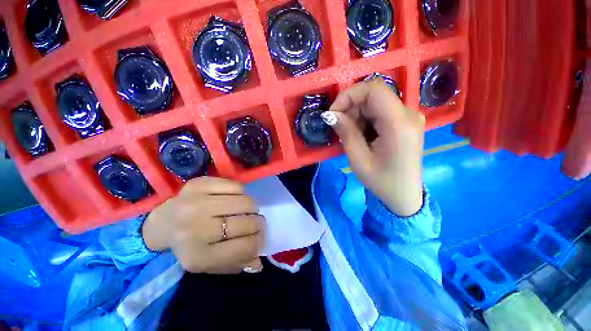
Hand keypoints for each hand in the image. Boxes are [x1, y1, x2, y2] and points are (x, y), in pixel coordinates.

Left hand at [142, 177, 263, 273]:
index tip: (261, 236)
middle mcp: (196, 228)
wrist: (163, 223)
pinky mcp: (199, 184)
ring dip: (252, 207)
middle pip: (247, 223)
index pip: (245, 246)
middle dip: (258, 223)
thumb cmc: (190, 245)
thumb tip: (259, 264)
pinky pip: (236, 186)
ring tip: (247, 210)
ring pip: (245, 202)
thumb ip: (236, 263)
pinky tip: (235, 199)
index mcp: (198, 256)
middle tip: (256, 222)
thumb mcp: (210, 263)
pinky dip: (241, 193)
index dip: (259, 241)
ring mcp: (196, 203)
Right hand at [322, 78, 424, 215]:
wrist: (404, 195)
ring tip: (351, 135)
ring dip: (357, 114)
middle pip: (374, 94)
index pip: (374, 89)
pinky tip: (362, 135)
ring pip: (375, 102)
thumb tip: (330, 114)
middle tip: (339, 126)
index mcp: (399, 124)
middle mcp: (409, 114)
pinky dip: (365, 119)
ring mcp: (409, 117)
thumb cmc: (381, 181)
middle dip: (351, 106)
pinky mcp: (405, 122)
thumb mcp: (358, 160)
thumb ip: (346, 133)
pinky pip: (380, 111)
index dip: (349, 95)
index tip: (334, 113)